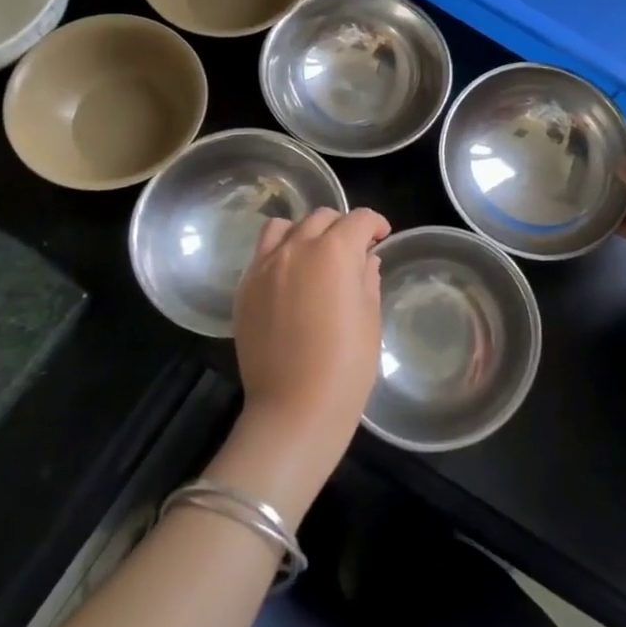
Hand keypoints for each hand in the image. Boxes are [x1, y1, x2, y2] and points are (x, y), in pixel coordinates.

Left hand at [234, 207, 390, 453]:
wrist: (294, 409)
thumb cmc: (346, 366)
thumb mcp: (369, 318)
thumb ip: (367, 278)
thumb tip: (364, 260)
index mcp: (334, 252)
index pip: (358, 219)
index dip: (375, 224)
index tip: (381, 238)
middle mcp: (296, 248)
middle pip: (321, 217)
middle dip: (342, 227)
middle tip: (353, 251)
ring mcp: (264, 267)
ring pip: (284, 227)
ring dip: (304, 232)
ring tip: (315, 256)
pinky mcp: (244, 289)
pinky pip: (262, 254)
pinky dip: (280, 254)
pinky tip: (290, 280)